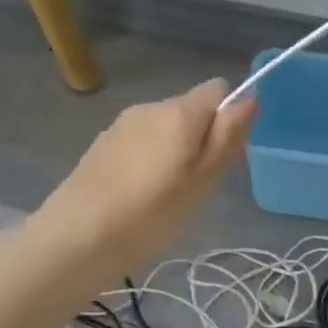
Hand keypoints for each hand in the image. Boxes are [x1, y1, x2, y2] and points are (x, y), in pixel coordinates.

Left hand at [32, 79, 257, 278]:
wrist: (76, 238)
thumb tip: (250, 96)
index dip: (229, 120)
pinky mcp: (101, 146)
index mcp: (180, 111)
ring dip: (175, 152)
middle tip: (198, 187)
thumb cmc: (152, 213)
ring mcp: (121, 125)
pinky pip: (140, 144)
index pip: (219, 89)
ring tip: (167, 197)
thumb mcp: (204, 180)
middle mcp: (150, 107)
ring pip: (164, 129)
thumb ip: (229, 136)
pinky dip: (149, 162)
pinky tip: (139, 198)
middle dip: (202, 140)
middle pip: (191, 110)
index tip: (225, 159)